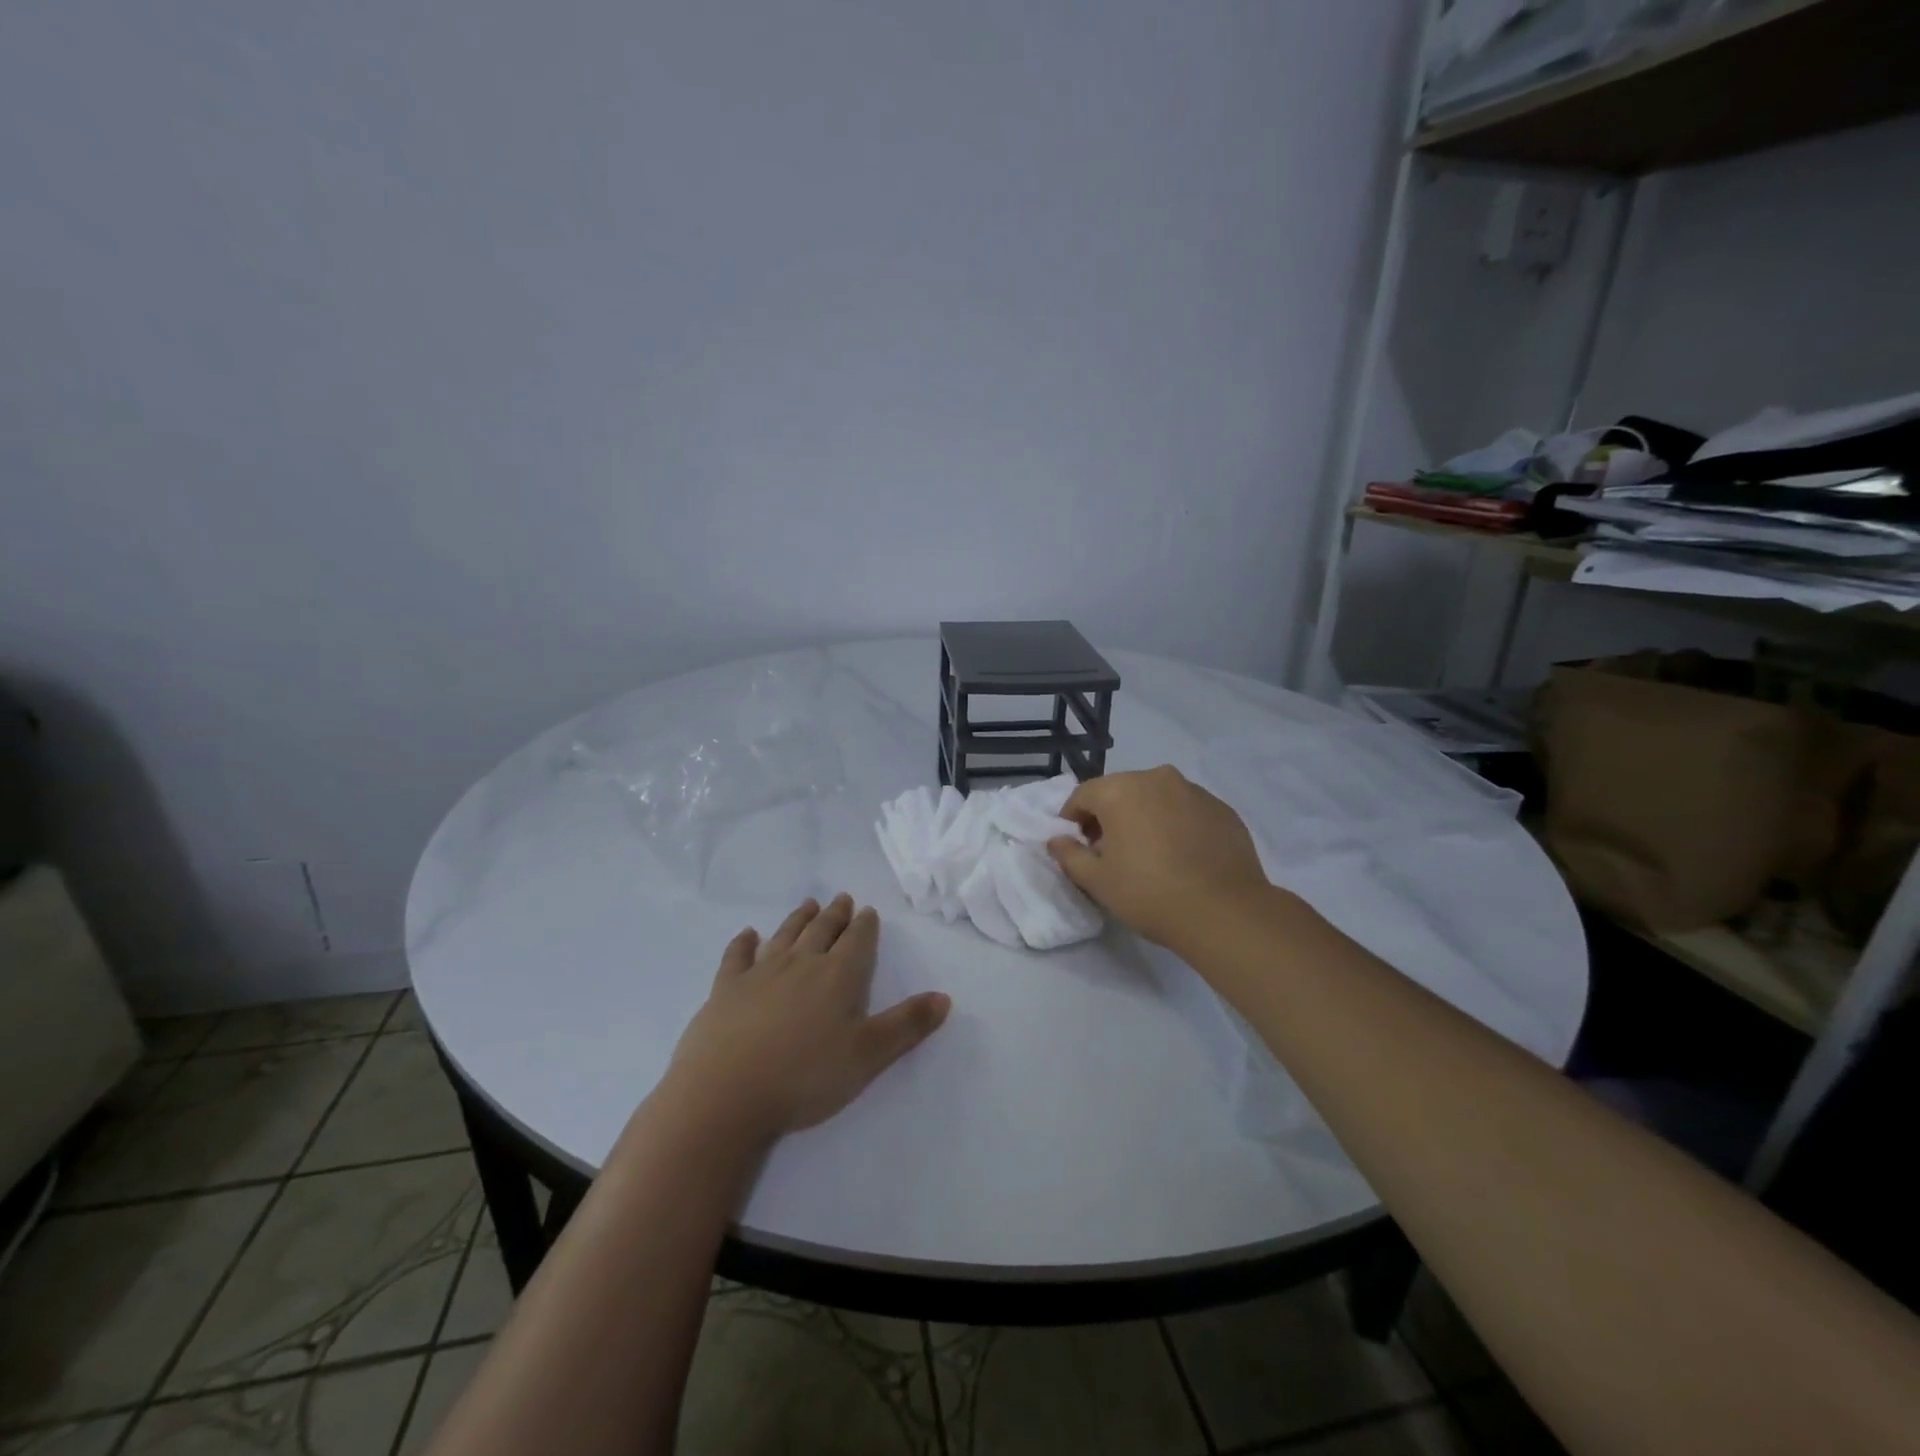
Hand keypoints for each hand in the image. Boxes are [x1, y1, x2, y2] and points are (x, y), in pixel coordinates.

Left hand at [665, 894, 951, 1143]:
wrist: (725, 1093)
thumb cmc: (805, 1076)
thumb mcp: (868, 1056)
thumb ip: (907, 1025)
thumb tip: (944, 997)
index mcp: (838, 976)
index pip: (857, 941)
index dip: (865, 925)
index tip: (867, 910)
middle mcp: (801, 963)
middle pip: (822, 930)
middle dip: (835, 914)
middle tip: (842, 899)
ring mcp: (760, 972)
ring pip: (785, 935)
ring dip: (798, 918)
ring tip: (809, 904)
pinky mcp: (725, 988)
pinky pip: (737, 956)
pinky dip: (744, 942)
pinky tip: (748, 934)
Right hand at [1047, 765, 1270, 948]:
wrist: (1224, 912)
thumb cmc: (1149, 893)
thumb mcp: (1097, 881)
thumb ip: (1069, 855)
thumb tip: (1056, 840)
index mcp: (1120, 790)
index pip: (1082, 795)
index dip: (1072, 820)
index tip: (1076, 845)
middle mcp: (1156, 778)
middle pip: (1120, 791)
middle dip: (1109, 816)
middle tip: (1110, 851)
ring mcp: (1194, 791)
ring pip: (1156, 797)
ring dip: (1144, 817)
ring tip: (1149, 854)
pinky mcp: (1222, 809)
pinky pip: (1187, 810)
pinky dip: (1176, 824)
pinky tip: (1181, 856)